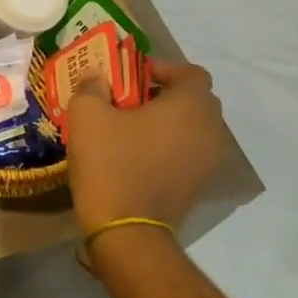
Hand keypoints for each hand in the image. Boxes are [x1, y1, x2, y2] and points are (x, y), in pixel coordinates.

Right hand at [68, 57, 227, 235]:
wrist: (126, 228)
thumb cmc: (110, 162)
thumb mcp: (88, 114)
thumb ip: (93, 86)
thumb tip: (97, 76)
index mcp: (190, 107)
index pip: (192, 73)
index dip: (164, 68)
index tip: (133, 77)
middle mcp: (210, 131)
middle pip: (196, 100)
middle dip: (166, 95)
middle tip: (130, 100)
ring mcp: (210, 162)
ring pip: (194, 129)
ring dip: (169, 123)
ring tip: (131, 128)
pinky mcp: (200, 186)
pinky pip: (189, 153)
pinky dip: (170, 147)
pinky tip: (138, 155)